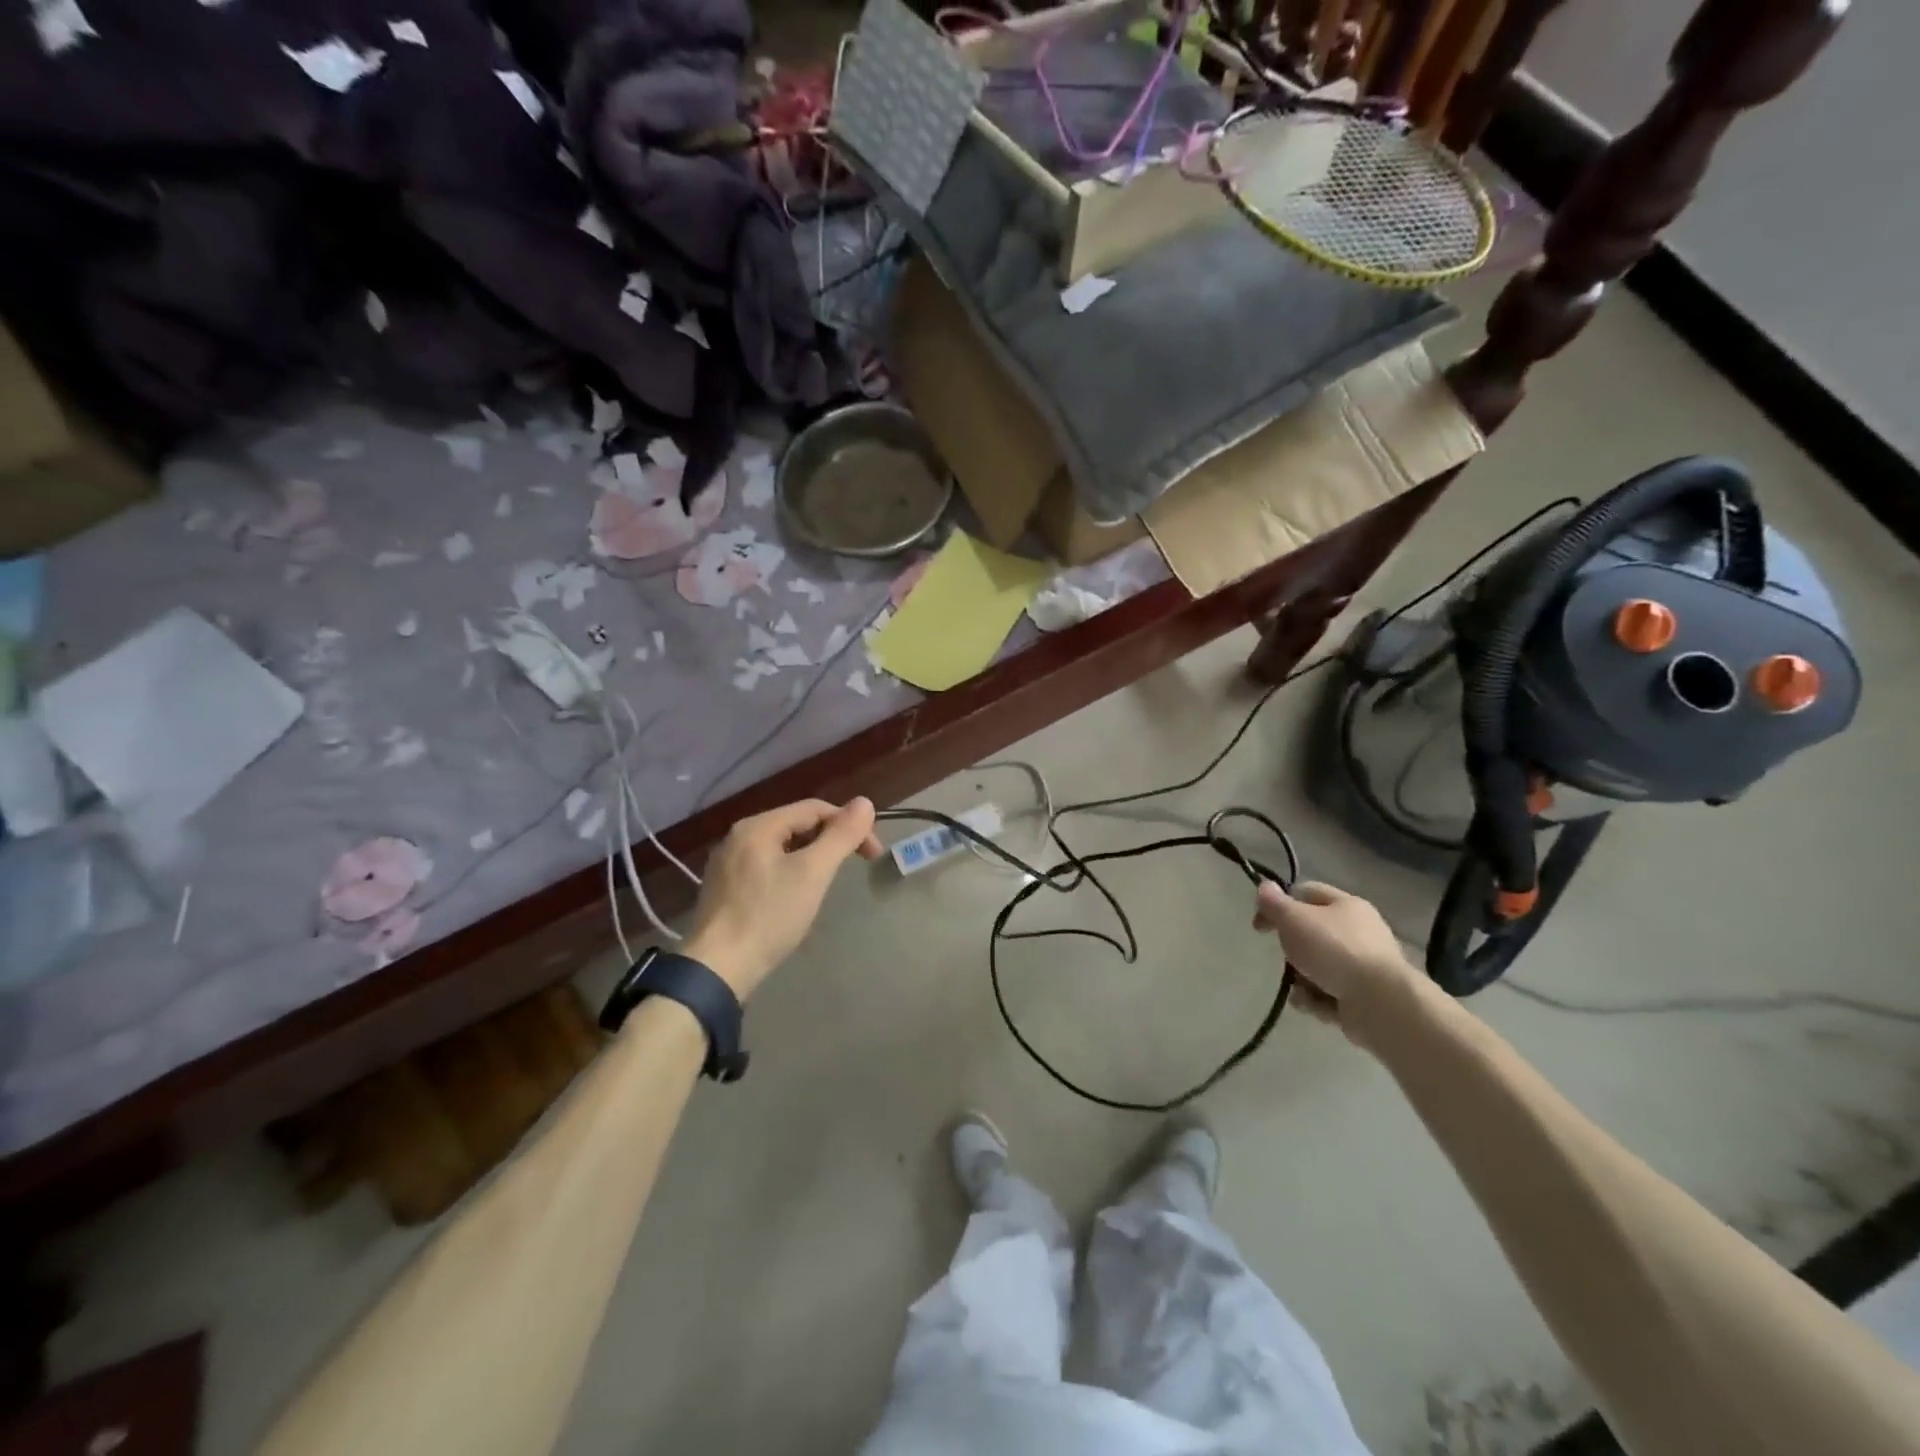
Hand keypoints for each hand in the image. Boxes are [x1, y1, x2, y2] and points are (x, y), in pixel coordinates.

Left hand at [683, 798, 881, 1001]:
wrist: (716, 970)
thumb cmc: (768, 916)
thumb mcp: (812, 873)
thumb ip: (840, 836)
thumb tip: (865, 802)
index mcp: (758, 826)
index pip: (815, 809)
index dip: (849, 825)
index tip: (872, 854)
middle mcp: (738, 836)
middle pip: (796, 825)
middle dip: (830, 840)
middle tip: (853, 866)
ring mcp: (727, 863)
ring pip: (782, 847)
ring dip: (811, 857)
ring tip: (828, 881)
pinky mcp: (724, 888)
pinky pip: (766, 866)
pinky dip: (790, 872)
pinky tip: (796, 897)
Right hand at [1253, 880, 1428, 1049]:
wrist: (1381, 1003)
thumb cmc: (1334, 950)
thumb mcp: (1294, 919)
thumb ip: (1274, 903)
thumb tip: (1264, 886)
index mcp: (1346, 905)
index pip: (1306, 893)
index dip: (1279, 904)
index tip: (1260, 925)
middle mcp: (1359, 931)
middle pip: (1311, 933)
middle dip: (1293, 949)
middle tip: (1285, 957)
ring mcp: (1364, 966)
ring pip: (1317, 966)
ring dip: (1302, 979)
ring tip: (1302, 988)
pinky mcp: (1365, 996)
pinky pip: (1329, 993)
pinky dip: (1318, 1000)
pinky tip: (1316, 1004)